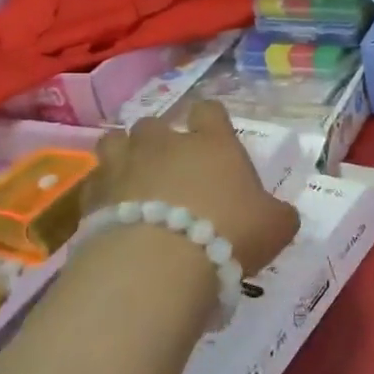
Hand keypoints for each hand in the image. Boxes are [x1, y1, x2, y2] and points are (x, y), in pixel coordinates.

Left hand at [84, 102, 300, 277]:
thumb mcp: (276, 226)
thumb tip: (280, 215)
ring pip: (115, 142)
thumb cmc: (229, 233)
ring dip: (125, 157)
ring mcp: (124, 165)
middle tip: (171, 168)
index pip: (210, 110)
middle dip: (160, 141)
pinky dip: (104, 193)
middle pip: (155, 124)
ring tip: (134, 181)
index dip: (211, 121)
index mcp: (213, 142)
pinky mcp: (92, 196)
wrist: (161, 263)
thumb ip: (278, 214)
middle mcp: (165, 144)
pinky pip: (95, 183)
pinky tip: (114, 214)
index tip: (214, 139)